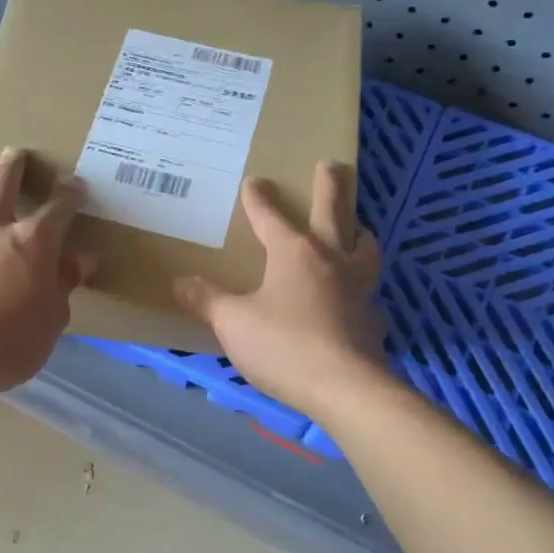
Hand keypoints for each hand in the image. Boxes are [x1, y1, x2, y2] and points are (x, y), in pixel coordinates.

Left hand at [0, 147, 94, 396]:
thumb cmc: (9, 343)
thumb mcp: (52, 320)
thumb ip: (64, 285)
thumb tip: (81, 260)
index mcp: (33, 242)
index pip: (58, 208)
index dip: (69, 193)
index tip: (75, 185)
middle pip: (3, 182)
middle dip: (14, 165)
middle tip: (17, 154)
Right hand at [174, 161, 386, 418]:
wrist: (345, 388)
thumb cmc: (283, 346)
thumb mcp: (233, 323)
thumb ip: (207, 301)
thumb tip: (181, 283)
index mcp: (294, 254)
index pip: (271, 218)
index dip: (259, 199)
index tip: (254, 180)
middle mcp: (331, 260)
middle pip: (333, 212)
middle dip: (329, 186)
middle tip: (331, 164)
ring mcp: (358, 288)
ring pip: (364, 246)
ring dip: (357, 231)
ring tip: (355, 227)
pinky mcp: (372, 318)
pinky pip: (368, 290)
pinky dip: (360, 285)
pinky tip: (353, 297)